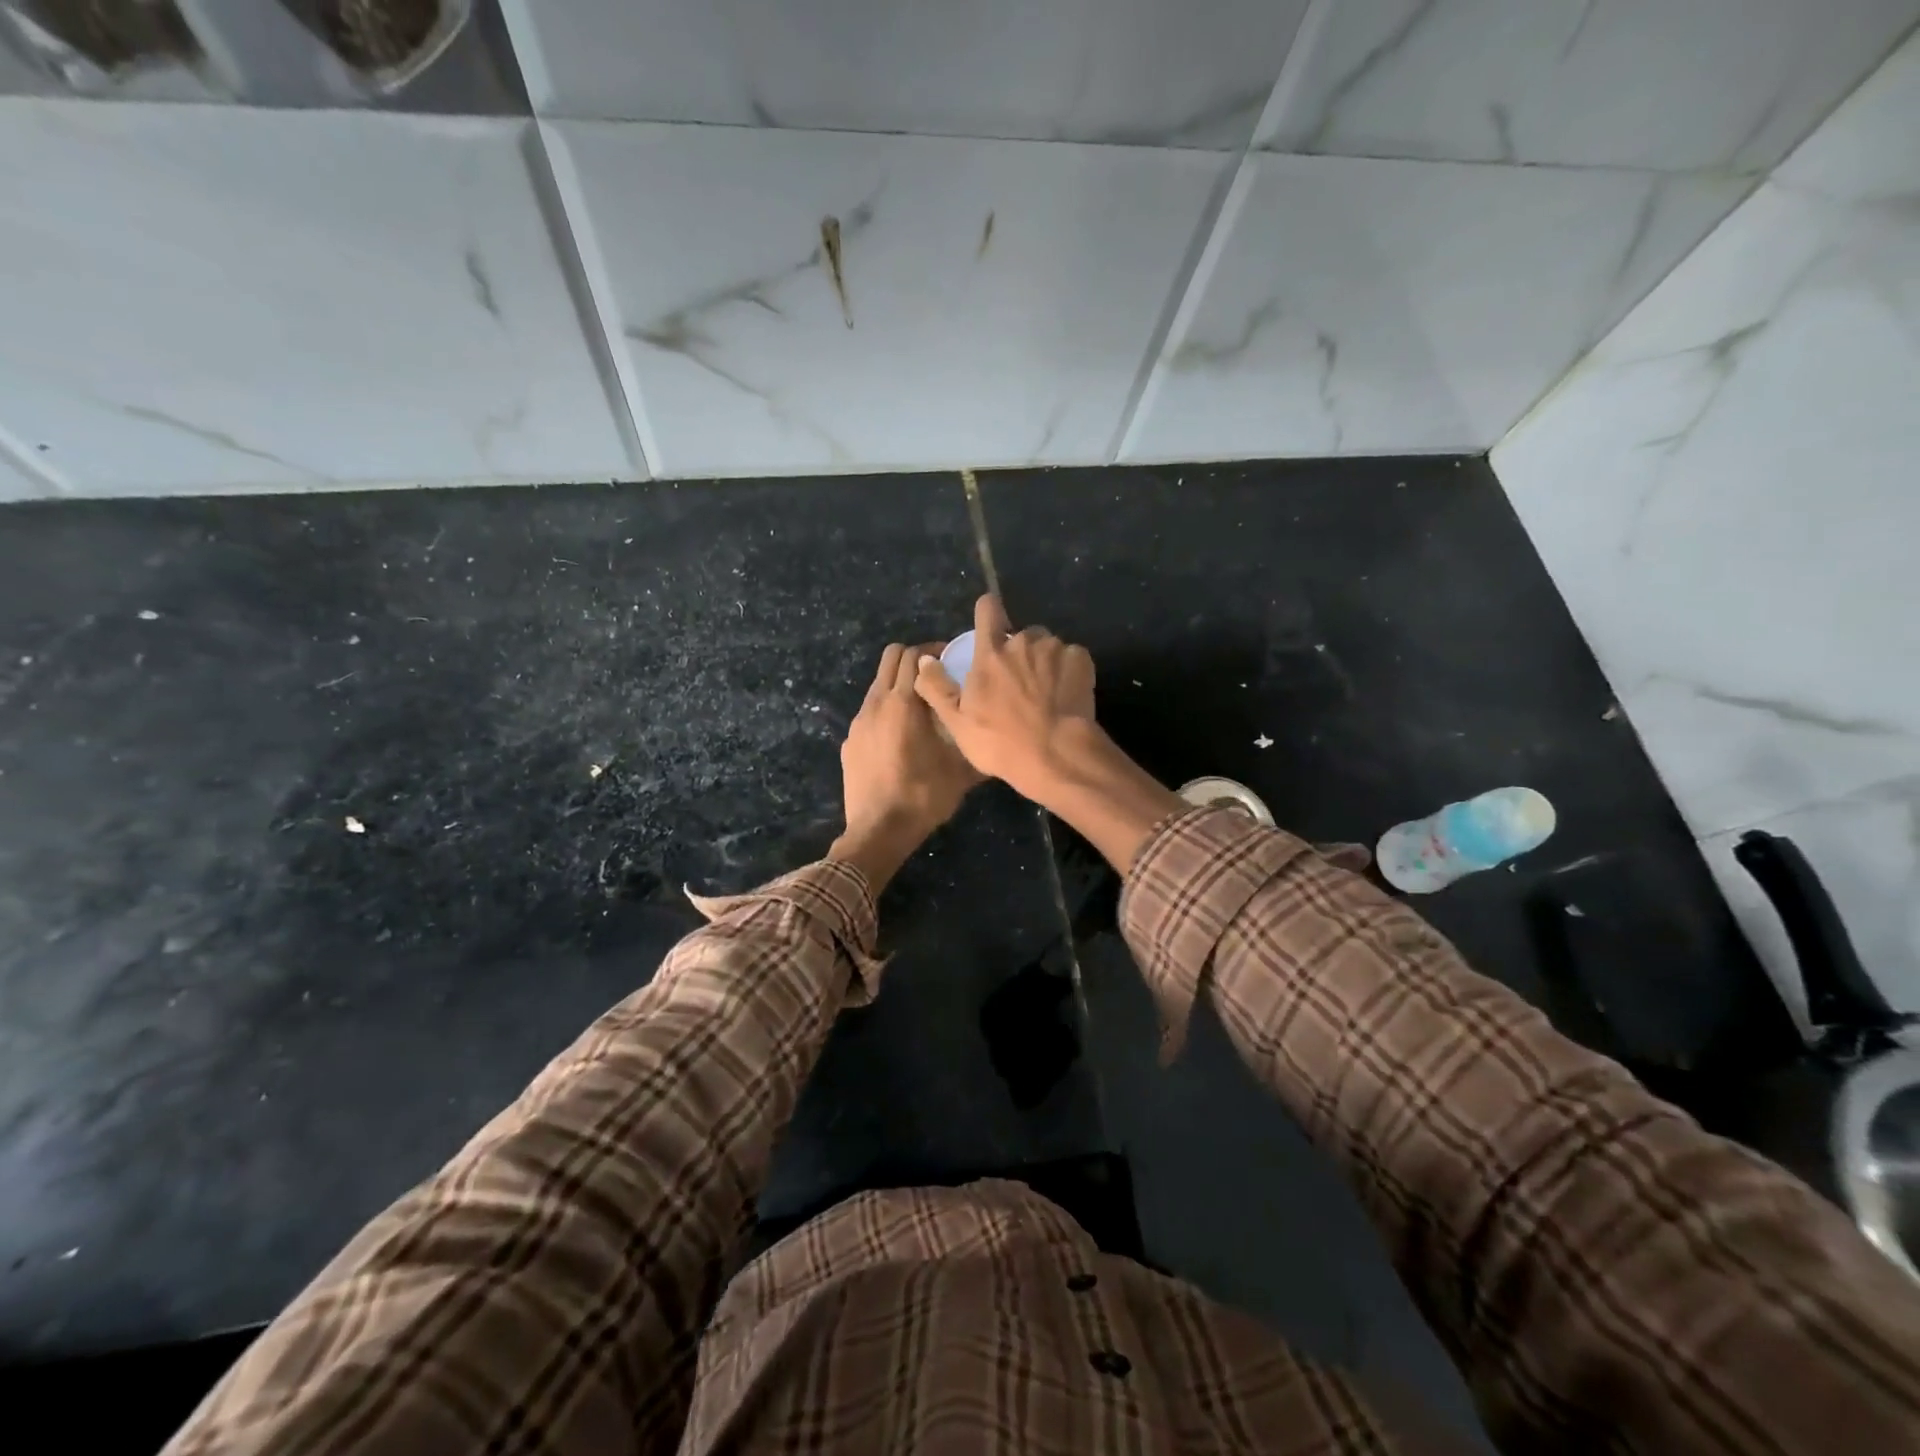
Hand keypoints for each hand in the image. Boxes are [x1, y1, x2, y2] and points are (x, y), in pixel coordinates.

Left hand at [830, 641, 982, 890]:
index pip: (914, 655)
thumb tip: (997, 734)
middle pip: (891, 657)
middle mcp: (877, 703)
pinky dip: (885, 709)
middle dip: (914, 659)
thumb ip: (977, 744)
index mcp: (903, 703)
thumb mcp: (961, 772)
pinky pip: (869, 710)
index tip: (952, 661)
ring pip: (878, 683)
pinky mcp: (850, 741)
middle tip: (937, 676)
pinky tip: (900, 736)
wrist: (877, 830)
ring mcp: (858, 722)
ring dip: (899, 683)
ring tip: (920, 707)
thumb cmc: (922, 797)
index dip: (934, 651)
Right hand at [913, 594, 1097, 802]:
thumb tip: (924, 659)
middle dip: (1020, 652)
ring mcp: (1054, 649)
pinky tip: (1066, 696)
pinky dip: (1070, 671)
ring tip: (1046, 693)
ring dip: (1045, 662)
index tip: (990, 623)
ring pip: (1048, 646)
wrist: (1054, 755)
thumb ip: (937, 687)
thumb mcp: (957, 722)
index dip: (988, 612)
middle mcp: (1022, 642)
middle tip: (1020, 684)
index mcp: (990, 653)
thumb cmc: (1000, 742)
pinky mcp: (1081, 660)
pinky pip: (1072, 657)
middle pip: (1021, 635)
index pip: (988, 610)